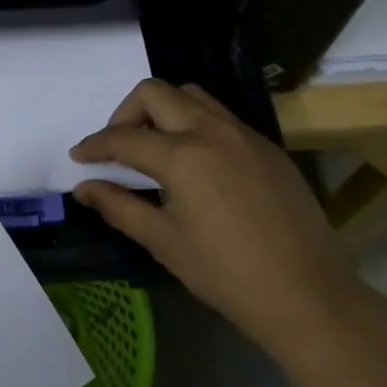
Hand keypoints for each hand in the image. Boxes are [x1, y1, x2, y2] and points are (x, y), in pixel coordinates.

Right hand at [70, 79, 361, 351]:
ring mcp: (244, 134)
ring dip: (163, 110)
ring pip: (192, 96)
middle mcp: (211, 131)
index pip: (124, 138)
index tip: (79, 156)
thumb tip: (84, 189)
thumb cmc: (226, 273)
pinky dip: (195, 124)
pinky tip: (197, 163)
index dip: (95, 146)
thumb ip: (119, 207)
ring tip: (155, 147)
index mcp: (182, 155)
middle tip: (119, 147)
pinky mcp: (267, 147)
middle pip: (155, 93)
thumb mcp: (164, 242)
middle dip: (125, 113)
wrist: (307, 294)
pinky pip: (221, 116)